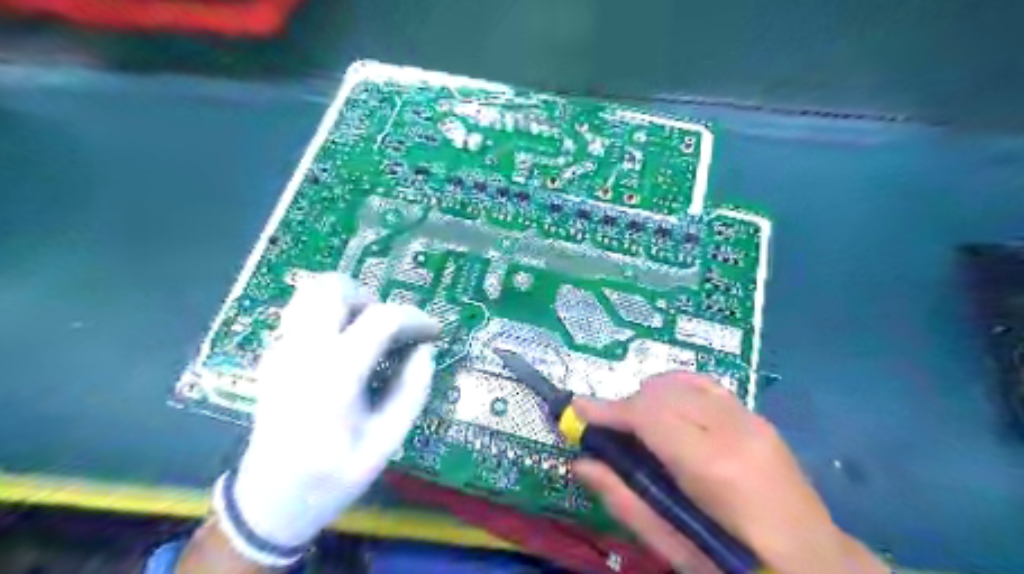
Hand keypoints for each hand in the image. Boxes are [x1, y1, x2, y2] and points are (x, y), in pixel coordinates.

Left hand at [212, 271, 439, 566]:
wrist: (268, 501)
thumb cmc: (333, 476)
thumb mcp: (386, 442)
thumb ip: (411, 391)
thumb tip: (425, 350)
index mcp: (333, 376)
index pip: (380, 319)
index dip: (414, 318)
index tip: (433, 331)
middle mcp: (302, 352)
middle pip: (333, 287)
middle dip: (371, 297)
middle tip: (389, 329)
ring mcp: (280, 350)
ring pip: (311, 293)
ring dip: (347, 302)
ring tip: (367, 334)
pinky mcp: (272, 355)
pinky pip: (303, 313)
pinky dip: (330, 316)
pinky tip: (344, 350)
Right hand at [572, 372, 893, 573]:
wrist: (819, 564)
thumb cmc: (740, 563)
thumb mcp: (677, 547)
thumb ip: (626, 500)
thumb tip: (582, 464)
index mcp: (713, 466)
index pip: (648, 415)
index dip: (608, 409)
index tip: (576, 408)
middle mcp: (733, 429)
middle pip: (661, 393)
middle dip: (625, 406)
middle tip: (604, 428)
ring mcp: (751, 418)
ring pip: (681, 382)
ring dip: (649, 396)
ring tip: (636, 424)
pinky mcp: (758, 417)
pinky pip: (704, 386)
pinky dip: (675, 389)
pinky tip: (667, 410)